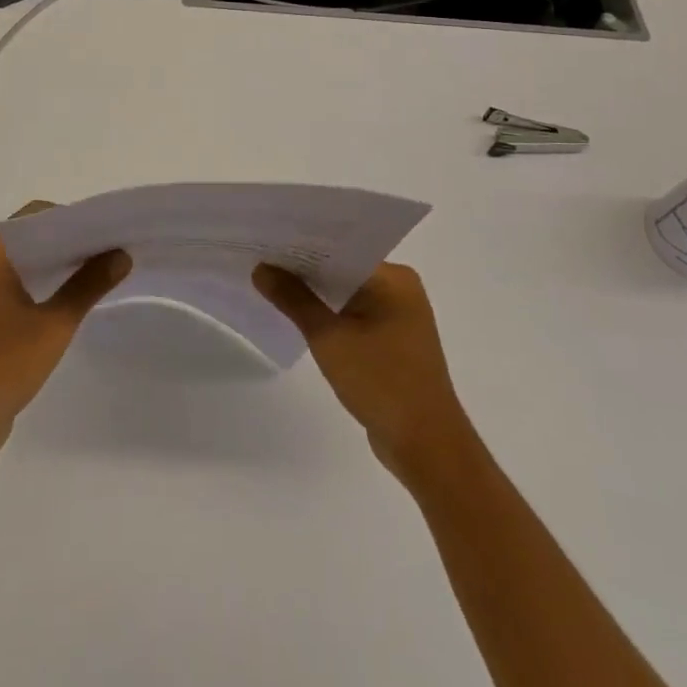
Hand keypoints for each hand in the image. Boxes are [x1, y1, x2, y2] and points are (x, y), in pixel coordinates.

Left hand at [0, 202, 129, 470]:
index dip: (69, 217)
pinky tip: (74, 295)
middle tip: (110, 245)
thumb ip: (88, 285)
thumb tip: (121, 255)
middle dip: (68, 240)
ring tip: (100, 267)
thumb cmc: (2, 367)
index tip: (105, 227)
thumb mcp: (53, 325)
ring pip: (23, 263)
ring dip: (57, 264)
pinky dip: (43, 284)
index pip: (32, 217)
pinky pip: (16, 286)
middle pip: (28, 237)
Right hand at [253, 261, 470, 483]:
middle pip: (343, 269)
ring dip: (315, 294)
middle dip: (304, 269)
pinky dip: (329, 315)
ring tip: (270, 283)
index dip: (302, 245)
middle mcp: (401, 289)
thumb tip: (261, 268)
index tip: (266, 241)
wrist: (426, 446)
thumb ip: (294, 300)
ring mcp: (399, 316)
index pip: (341, 249)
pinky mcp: (393, 341)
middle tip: (260, 259)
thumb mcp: (329, 338)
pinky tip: (298, 316)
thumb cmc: (381, 382)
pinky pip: (354, 316)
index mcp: (394, 279)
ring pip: (347, 294)